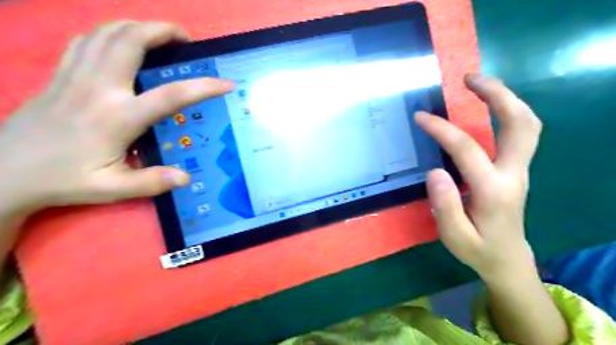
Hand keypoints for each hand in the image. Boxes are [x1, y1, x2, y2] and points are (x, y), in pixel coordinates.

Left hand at [0, 21, 234, 214]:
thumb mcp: (111, 188)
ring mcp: (75, 76)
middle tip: (186, 39)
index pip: (171, 95)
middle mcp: (98, 88)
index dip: (203, 87)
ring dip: (137, 26)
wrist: (3, 172)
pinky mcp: (60, 73)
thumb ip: (151, 182)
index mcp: (117, 117)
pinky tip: (121, 41)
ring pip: (106, 32)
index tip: (226, 83)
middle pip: (131, 41)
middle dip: (162, 31)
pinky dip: (109, 32)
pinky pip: (86, 39)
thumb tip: (186, 177)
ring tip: (159, 34)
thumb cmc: (63, 180)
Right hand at [416, 73, 540, 279]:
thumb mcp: (454, 236)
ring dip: (506, 98)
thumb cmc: (477, 248)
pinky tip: (489, 106)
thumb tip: (435, 172)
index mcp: (493, 191)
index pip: (467, 149)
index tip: (420, 117)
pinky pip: (521, 132)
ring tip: (478, 83)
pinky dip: (508, 111)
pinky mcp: (518, 169)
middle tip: (469, 78)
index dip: (442, 129)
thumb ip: (445, 206)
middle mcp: (513, 174)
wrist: (507, 258)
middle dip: (497, 94)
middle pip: (520, 124)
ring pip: (527, 124)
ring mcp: (520, 169)